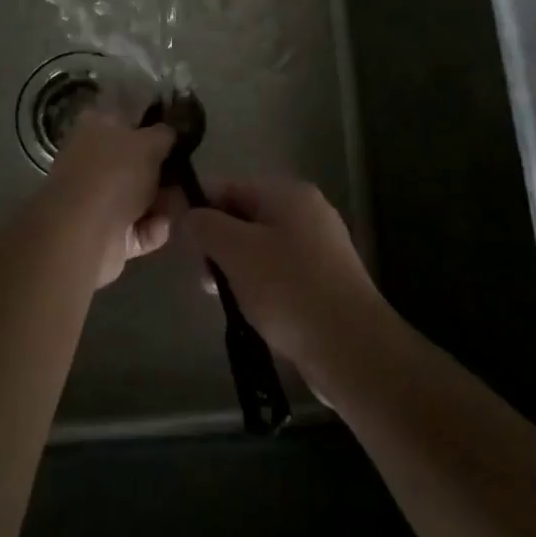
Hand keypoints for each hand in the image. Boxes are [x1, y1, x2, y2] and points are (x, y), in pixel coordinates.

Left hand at [46, 109, 178, 287]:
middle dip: (165, 173)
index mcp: (95, 126)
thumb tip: (169, 133)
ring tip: (180, 206)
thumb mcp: (149, 143)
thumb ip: (164, 134)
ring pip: (141, 197)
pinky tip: (162, 227)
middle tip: (187, 176)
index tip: (180, 138)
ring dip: (164, 203)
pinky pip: (138, 227)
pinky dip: (152, 228)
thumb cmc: (115, 174)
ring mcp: (97, 198)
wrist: (84, 234)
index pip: (129, 119)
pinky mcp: (104, 233)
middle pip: (137, 162)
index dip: (155, 128)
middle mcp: (93, 159)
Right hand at [179, 176, 388, 394]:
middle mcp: (308, 212)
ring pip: (263, 248)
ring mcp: (322, 247)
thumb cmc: (288, 289)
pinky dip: (263, 287)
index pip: (231, 188)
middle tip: (206, 279)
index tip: (183, 243)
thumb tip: (188, 213)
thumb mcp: (236, 251)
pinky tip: (254, 312)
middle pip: (247, 217)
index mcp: (289, 193)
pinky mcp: (327, 280)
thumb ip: (206, 226)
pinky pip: (282, 273)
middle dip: (220, 245)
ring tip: (227, 301)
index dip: (201, 210)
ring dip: (238, 270)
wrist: (351, 348)